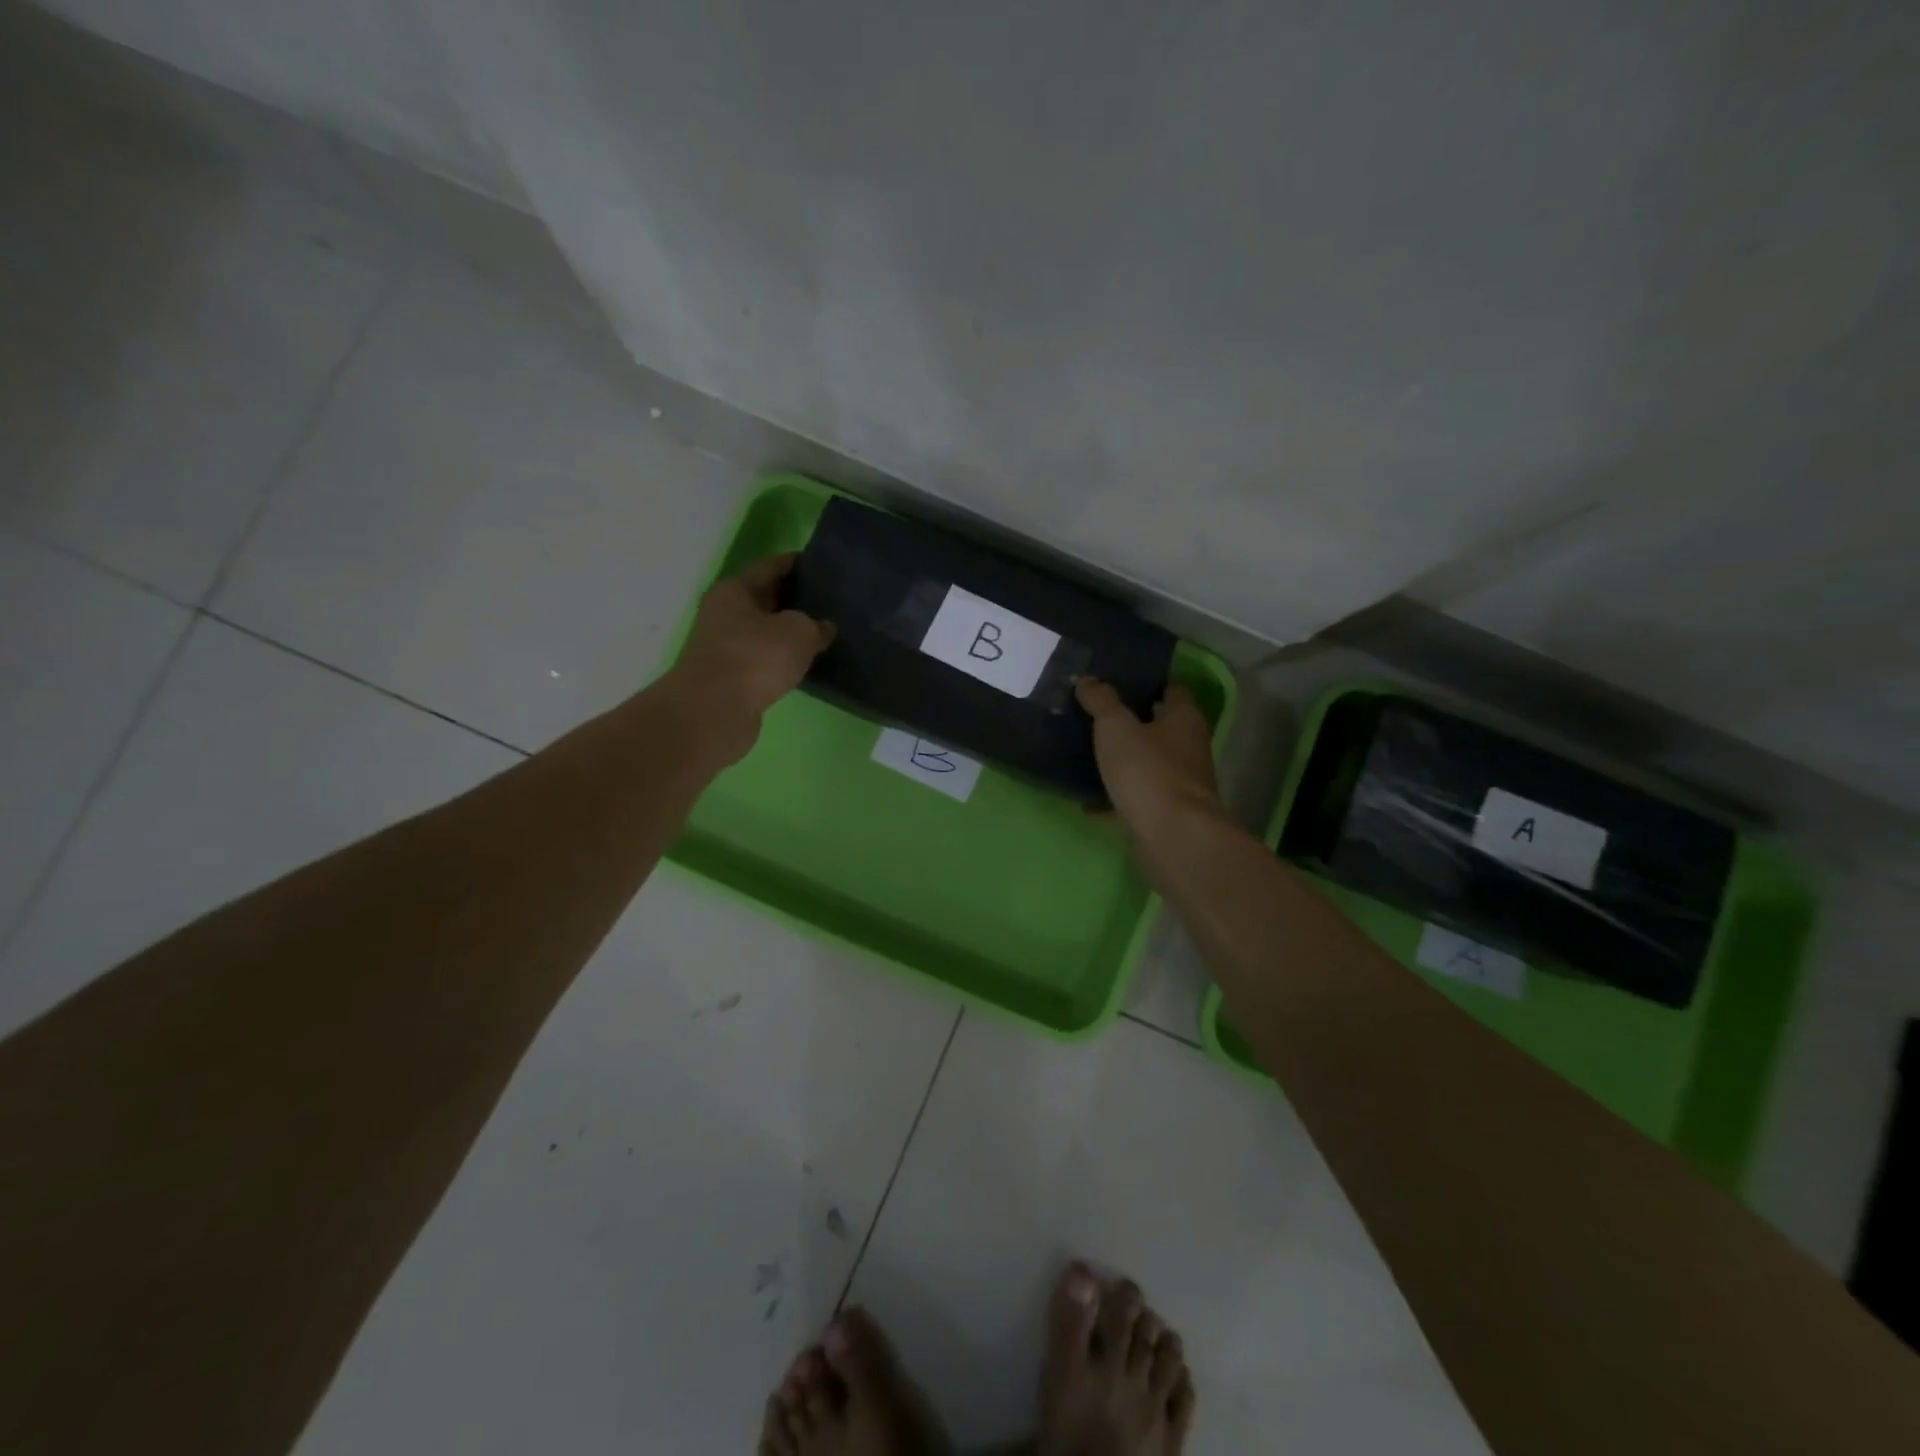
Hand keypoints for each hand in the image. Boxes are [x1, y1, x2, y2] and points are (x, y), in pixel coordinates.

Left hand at [665, 554, 833, 742]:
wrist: (715, 710)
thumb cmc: (755, 658)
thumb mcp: (798, 632)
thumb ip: (815, 625)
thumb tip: (823, 628)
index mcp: (735, 589)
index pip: (772, 566)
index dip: (799, 563)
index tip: (825, 564)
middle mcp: (724, 613)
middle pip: (766, 598)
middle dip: (795, 599)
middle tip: (831, 601)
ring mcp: (724, 647)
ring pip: (764, 631)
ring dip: (788, 632)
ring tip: (823, 633)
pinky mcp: (730, 677)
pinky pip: (763, 659)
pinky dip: (781, 659)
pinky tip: (804, 663)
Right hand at [1075, 677, 1224, 832]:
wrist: (1171, 837)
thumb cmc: (1148, 771)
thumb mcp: (1116, 727)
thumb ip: (1101, 701)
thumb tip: (1087, 680)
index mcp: (1184, 719)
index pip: (1171, 689)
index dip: (1147, 683)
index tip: (1116, 680)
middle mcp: (1188, 748)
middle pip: (1159, 728)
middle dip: (1130, 722)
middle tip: (1093, 714)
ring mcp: (1179, 784)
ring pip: (1147, 764)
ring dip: (1122, 760)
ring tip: (1086, 752)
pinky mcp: (1165, 814)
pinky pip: (1135, 798)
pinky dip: (1114, 798)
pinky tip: (1087, 800)